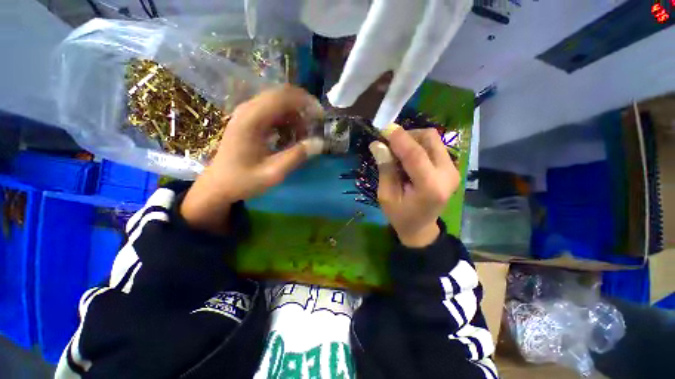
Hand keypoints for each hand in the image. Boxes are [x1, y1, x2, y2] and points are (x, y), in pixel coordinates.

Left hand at [181, 85, 324, 233]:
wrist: (218, 185)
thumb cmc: (243, 180)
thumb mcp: (273, 173)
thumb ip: (297, 156)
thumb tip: (320, 143)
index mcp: (252, 119)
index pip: (283, 96)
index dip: (306, 102)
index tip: (321, 117)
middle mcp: (248, 110)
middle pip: (282, 96)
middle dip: (303, 109)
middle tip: (315, 127)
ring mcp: (248, 114)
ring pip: (279, 104)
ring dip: (295, 117)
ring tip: (302, 138)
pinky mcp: (250, 121)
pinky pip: (274, 113)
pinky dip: (287, 123)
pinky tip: (289, 139)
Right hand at [369, 125, 459, 247]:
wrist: (421, 227)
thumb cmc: (400, 215)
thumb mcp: (386, 195)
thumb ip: (385, 169)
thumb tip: (377, 144)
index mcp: (430, 187)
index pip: (415, 154)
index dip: (399, 138)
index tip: (384, 128)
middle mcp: (447, 174)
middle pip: (430, 139)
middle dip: (407, 135)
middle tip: (389, 143)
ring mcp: (453, 170)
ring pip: (433, 139)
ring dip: (413, 139)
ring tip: (397, 151)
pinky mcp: (451, 168)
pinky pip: (434, 146)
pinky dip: (418, 145)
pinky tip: (407, 156)